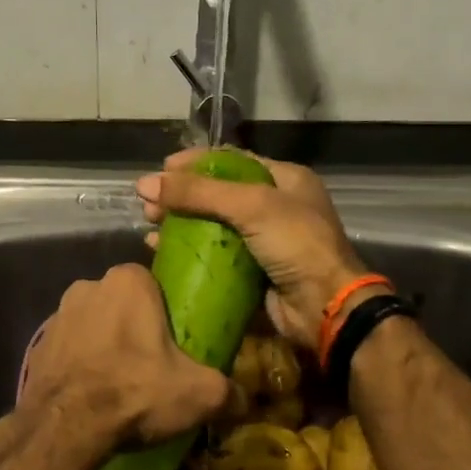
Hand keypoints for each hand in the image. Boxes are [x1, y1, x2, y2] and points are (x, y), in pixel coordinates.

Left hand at [18, 263, 231, 452]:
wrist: (64, 427)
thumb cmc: (135, 391)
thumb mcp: (199, 393)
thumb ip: (228, 392)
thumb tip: (243, 402)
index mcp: (128, 281)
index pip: (153, 282)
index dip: (165, 311)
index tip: (174, 341)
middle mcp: (89, 285)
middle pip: (122, 303)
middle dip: (134, 327)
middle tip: (150, 365)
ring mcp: (57, 315)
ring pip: (93, 324)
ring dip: (104, 345)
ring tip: (119, 383)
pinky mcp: (38, 345)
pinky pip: (69, 349)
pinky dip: (80, 365)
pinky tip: (90, 394)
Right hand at [137, 150, 365, 350]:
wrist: (325, 307)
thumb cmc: (296, 244)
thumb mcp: (251, 206)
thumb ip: (199, 193)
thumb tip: (145, 183)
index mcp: (284, 179)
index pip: (232, 161)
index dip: (195, 163)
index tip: (161, 170)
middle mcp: (274, 206)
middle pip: (217, 193)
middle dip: (182, 196)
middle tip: (149, 203)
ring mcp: (263, 241)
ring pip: (212, 225)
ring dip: (180, 223)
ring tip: (149, 225)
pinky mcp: (252, 271)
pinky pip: (213, 255)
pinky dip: (187, 251)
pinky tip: (160, 250)